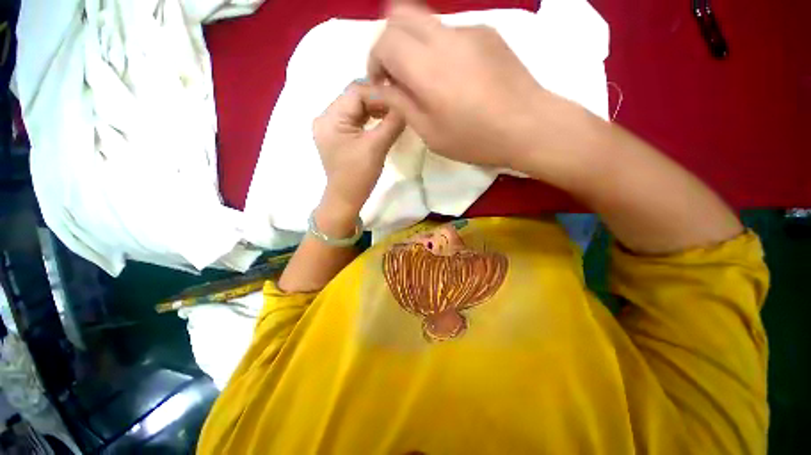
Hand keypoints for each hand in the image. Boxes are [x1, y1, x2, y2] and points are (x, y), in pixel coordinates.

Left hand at [313, 81, 405, 219]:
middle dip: (378, 100)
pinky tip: (382, 121)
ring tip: (393, 113)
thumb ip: (392, 123)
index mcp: (330, 118)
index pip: (356, 91)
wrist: (346, 198)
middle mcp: (326, 117)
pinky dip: (369, 118)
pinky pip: (354, 119)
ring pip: (355, 108)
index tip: (400, 98)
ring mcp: (331, 126)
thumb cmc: (359, 175)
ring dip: (375, 108)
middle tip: (398, 105)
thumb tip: (406, 103)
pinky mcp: (338, 135)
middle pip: (354, 97)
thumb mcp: (377, 147)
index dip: (380, 92)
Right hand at [368, 1, 586, 171]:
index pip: (384, 40)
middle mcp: (444, 37)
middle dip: (389, 43)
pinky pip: (450, 32)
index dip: (375, 60)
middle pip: (400, 14)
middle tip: (398, 74)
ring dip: (415, 45)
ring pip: (425, 22)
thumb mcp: (431, 133)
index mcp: (427, 68)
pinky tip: (456, 77)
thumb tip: (382, 88)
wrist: (528, 125)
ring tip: (428, 81)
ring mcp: (469, 30)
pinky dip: (440, 49)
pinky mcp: (487, 32)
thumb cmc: (475, 138)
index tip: (383, 84)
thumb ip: (401, 105)